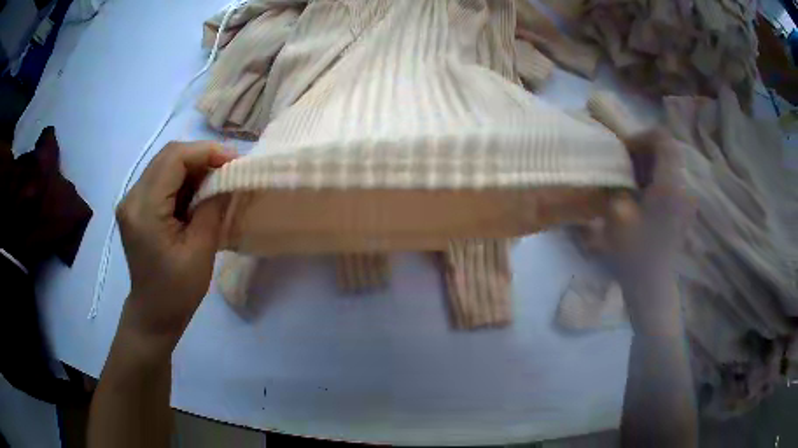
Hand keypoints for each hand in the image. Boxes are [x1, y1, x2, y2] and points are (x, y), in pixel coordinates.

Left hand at [115, 141, 235, 358]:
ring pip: (165, 164)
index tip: (234, 161)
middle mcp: (132, 198)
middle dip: (201, 157)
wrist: (154, 314)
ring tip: (217, 181)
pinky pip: (162, 179)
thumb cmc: (177, 291)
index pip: (174, 159)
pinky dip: (183, 180)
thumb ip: (213, 208)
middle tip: (228, 170)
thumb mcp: (201, 251)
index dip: (206, 152)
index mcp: (144, 210)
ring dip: (193, 167)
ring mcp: (132, 201)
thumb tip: (229, 178)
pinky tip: (198, 193)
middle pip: (168, 156)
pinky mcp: (136, 207)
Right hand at [606, 129, 693, 331]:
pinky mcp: (683, 209)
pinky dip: (656, 178)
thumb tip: (618, 171)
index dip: (642, 137)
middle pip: (668, 150)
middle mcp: (682, 188)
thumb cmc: (634, 256)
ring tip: (631, 180)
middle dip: (645, 151)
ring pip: (670, 165)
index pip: (663, 140)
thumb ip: (617, 185)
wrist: (652, 288)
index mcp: (669, 186)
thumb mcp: (618, 217)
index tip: (624, 152)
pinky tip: (642, 195)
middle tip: (625, 166)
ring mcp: (685, 200)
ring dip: (649, 164)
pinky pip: (671, 180)